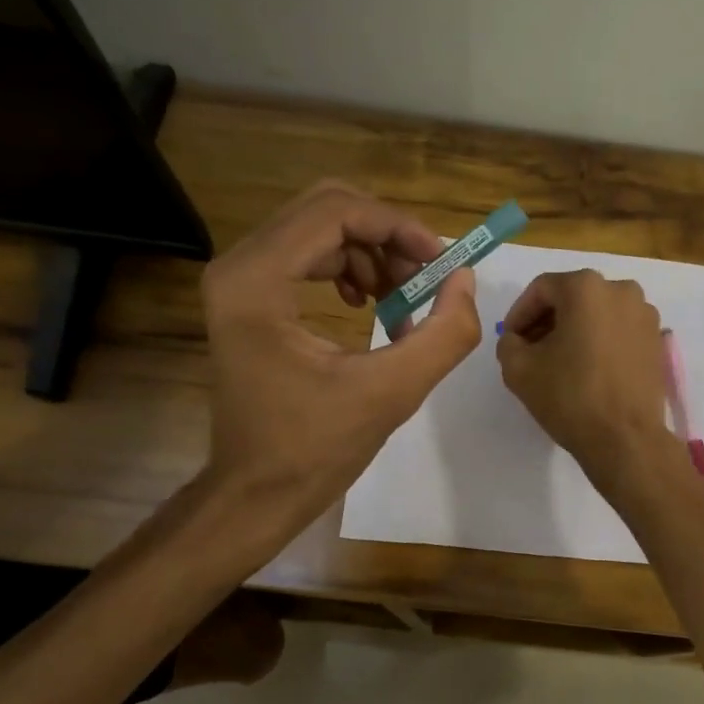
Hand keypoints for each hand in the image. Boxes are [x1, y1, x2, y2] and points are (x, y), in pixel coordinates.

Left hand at [198, 180, 479, 546]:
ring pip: (320, 230)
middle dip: (387, 237)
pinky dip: (351, 270)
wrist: (256, 493)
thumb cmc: (315, 449)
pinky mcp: (249, 298)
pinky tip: (372, 305)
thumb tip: (465, 279)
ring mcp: (240, 281)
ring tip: (405, 302)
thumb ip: (443, 333)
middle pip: (326, 209)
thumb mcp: (393, 393)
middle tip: (425, 278)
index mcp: (257, 281)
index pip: (335, 212)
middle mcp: (238, 266)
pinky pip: (309, 256)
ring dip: (373, 255)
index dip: (398, 227)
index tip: (441, 263)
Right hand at [496, 270, 670, 472]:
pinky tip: (587, 369)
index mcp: (586, 287)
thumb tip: (517, 340)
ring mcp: (645, 314)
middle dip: (547, 321)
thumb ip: (509, 343)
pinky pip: (619, 331)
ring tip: (559, 362)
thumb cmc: (570, 397)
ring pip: (598, 314)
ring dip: (574, 331)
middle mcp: (621, 290)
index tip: (510, 340)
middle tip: (530, 351)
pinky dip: (600, 342)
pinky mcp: (657, 340)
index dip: (519, 314)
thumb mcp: (518, 369)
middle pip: (572, 298)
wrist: (625, 438)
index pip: (541, 290)